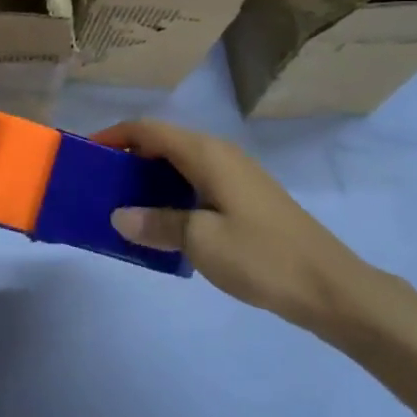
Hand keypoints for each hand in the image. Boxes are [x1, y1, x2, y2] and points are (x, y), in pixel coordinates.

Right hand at [96, 120, 371, 330]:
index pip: (148, 129)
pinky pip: (196, 183)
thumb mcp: (200, 240)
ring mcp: (236, 176)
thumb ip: (156, 223)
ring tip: (121, 204)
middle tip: (98, 184)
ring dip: (148, 179)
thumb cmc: (261, 256)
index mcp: (206, 153)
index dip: (114, 136)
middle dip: (127, 158)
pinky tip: (161, 222)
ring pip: (179, 164)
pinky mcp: (245, 198)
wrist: (331, 287)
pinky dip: (170, 193)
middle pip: (163, 143)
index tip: (85, 153)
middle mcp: (220, 154)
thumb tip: (118, 215)